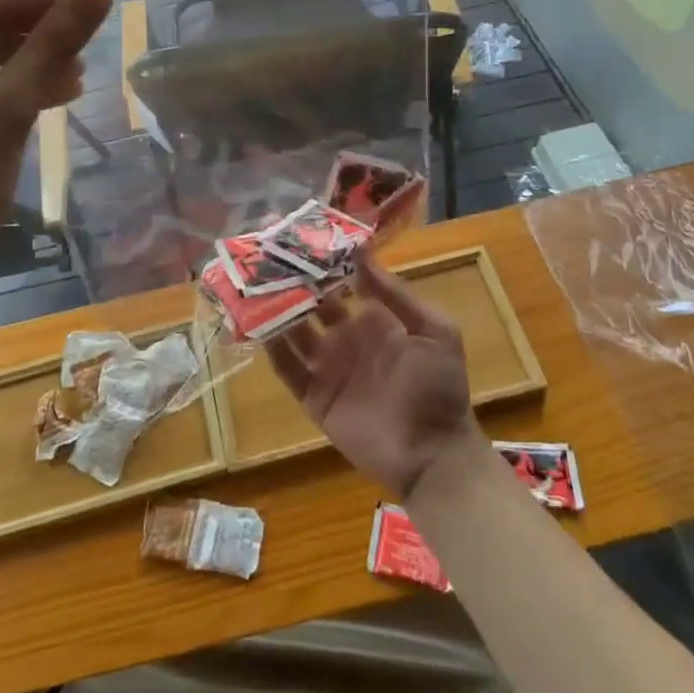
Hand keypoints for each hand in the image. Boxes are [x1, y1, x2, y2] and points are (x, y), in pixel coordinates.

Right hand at [264, 254, 478, 496]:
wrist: (433, 454)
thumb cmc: (438, 387)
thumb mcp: (433, 330)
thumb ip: (396, 294)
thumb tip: (360, 252)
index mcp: (374, 319)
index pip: (342, 284)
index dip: (325, 264)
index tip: (302, 238)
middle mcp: (346, 338)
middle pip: (312, 304)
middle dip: (294, 284)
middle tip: (268, 257)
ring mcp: (328, 368)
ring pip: (294, 332)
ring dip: (278, 311)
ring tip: (254, 286)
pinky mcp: (314, 397)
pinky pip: (288, 370)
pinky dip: (273, 350)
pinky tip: (258, 327)